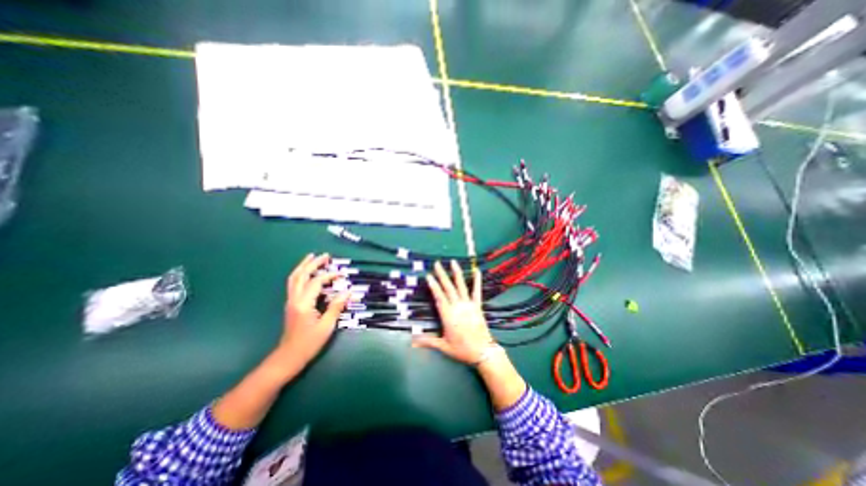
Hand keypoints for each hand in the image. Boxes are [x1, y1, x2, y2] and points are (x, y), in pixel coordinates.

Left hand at [273, 252, 346, 369]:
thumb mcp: (326, 326)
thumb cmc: (309, 343)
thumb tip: (348, 291)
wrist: (288, 357)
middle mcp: (294, 299)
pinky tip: (307, 273)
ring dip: (303, 266)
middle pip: (301, 275)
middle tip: (325, 255)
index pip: (316, 282)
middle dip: (313, 263)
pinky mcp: (291, 304)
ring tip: (312, 257)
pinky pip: (294, 284)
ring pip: (294, 278)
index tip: (342, 274)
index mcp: (303, 304)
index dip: (329, 275)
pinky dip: (301, 274)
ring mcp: (290, 301)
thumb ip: (336, 307)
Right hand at [413, 257, 492, 363]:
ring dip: (457, 274)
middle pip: (448, 288)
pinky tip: (477, 271)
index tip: (429, 275)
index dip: (434, 286)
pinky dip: (477, 281)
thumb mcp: (443, 346)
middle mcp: (458, 307)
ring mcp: (468, 305)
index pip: (439, 297)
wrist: (483, 352)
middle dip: (442, 275)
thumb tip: (412, 340)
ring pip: (461, 287)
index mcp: (448, 316)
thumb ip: (428, 341)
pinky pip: (477, 292)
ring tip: (453, 262)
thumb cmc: (462, 349)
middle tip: (437, 263)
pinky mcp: (477, 306)